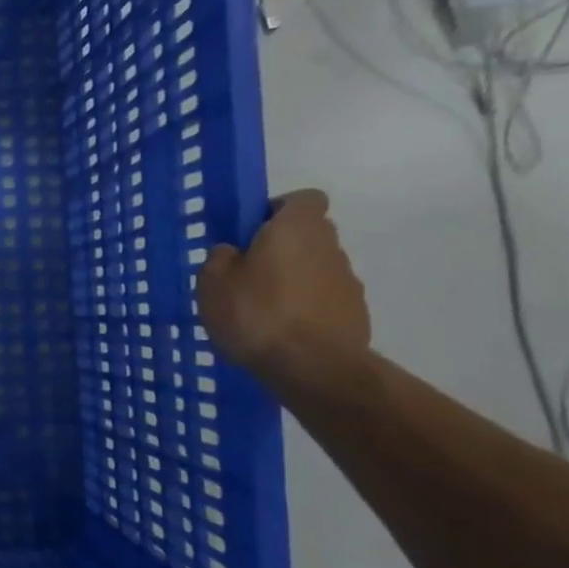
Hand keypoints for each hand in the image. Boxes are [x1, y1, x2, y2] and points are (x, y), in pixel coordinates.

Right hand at [196, 188, 370, 383]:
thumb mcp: (213, 282)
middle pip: (308, 234)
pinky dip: (305, 309)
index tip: (251, 231)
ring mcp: (348, 282)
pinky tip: (281, 333)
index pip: (303, 198)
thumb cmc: (257, 313)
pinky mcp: (355, 314)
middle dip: (281, 248)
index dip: (277, 209)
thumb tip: (232, 252)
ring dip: (293, 281)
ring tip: (261, 311)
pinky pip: (323, 300)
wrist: (313, 369)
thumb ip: (221, 258)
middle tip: (247, 273)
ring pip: (315, 269)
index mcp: (297, 228)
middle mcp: (330, 246)